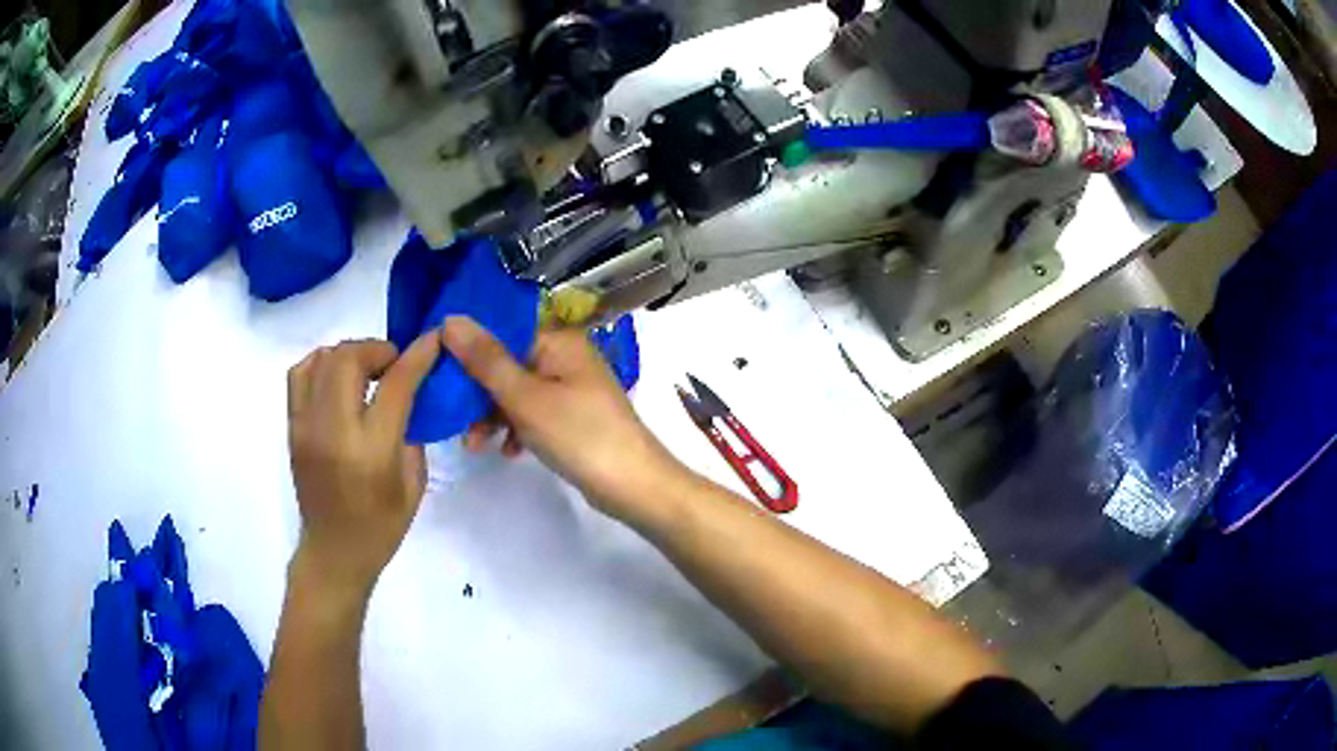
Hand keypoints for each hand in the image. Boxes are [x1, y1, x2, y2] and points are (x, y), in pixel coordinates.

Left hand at [286, 334, 440, 599]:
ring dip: (349, 353)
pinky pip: (300, 374)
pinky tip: (337, 378)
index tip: (434, 337)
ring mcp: (306, 425)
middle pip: (349, 358)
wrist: (334, 551)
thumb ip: (411, 432)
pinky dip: (321, 363)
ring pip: (322, 359)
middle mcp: (333, 429)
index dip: (418, 354)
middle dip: (378, 348)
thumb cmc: (381, 526)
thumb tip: (409, 394)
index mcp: (371, 450)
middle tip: (394, 363)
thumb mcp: (414, 483)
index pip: (395, 384)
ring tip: (365, 370)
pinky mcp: (292, 427)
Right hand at [442, 316, 695, 522]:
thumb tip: (450, 319)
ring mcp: (572, 388)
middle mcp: (566, 357)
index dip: (469, 351)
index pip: (502, 333)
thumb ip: (485, 360)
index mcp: (559, 340)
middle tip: (455, 422)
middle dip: (479, 394)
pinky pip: (535, 414)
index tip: (439, 374)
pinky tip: (509, 452)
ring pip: (518, 393)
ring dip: (494, 417)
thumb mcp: (524, 398)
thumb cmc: (578, 435)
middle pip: (508, 364)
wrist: (633, 486)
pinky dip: (518, 430)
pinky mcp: (574, 417)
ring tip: (476, 446)